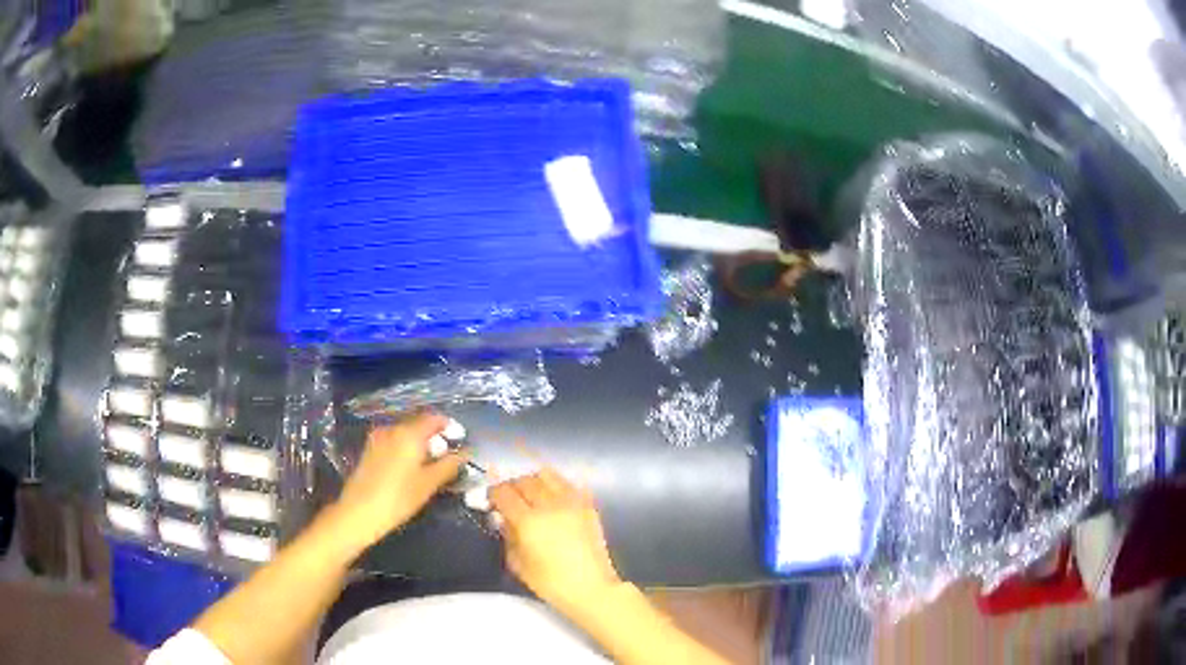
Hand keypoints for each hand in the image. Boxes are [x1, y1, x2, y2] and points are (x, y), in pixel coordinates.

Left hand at [332, 412, 466, 550]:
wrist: (359, 512)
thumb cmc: (398, 498)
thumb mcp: (429, 483)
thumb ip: (450, 465)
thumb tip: (467, 452)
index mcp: (409, 433)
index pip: (434, 418)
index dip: (449, 426)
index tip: (460, 440)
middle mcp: (392, 429)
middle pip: (419, 423)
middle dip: (435, 435)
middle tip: (448, 455)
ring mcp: (378, 438)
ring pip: (405, 433)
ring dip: (420, 442)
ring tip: (431, 463)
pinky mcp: (370, 449)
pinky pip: (394, 441)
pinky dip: (406, 448)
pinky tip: (411, 468)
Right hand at [490, 468, 622, 615]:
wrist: (592, 588)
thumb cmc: (551, 583)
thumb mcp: (517, 564)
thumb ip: (508, 537)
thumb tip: (504, 519)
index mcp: (528, 521)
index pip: (503, 493)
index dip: (493, 493)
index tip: (491, 501)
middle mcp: (549, 505)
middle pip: (524, 480)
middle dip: (512, 486)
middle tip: (509, 499)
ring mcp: (572, 502)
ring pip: (547, 475)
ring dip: (534, 481)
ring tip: (532, 495)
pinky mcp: (588, 506)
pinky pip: (569, 484)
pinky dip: (557, 486)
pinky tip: (553, 500)